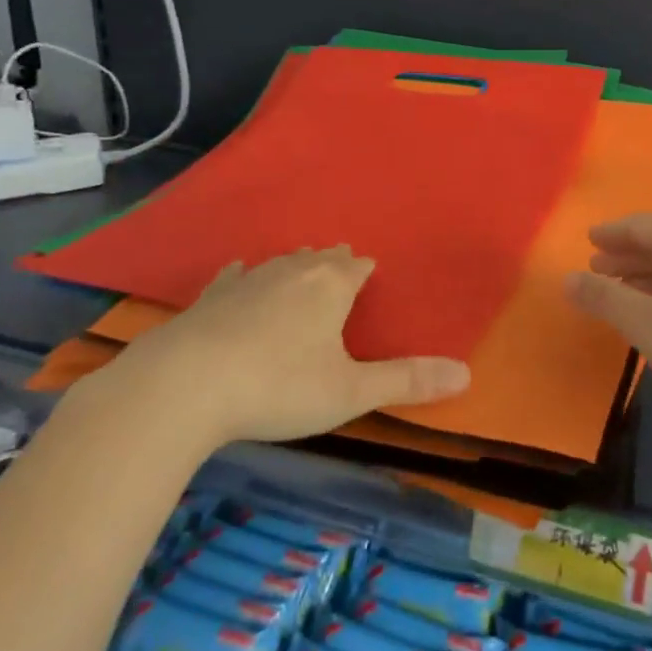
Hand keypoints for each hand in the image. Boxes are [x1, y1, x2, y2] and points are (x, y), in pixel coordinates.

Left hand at [68, 246, 470, 457]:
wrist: (184, 386)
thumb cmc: (278, 386)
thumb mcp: (349, 392)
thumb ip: (406, 381)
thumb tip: (467, 374)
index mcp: (331, 286)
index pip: (358, 266)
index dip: (366, 271)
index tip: (371, 274)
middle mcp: (293, 271)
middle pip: (322, 257)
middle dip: (335, 262)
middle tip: (342, 269)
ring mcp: (248, 280)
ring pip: (282, 262)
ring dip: (297, 265)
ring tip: (304, 267)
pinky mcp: (211, 297)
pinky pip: (236, 275)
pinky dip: (246, 275)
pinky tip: (240, 273)